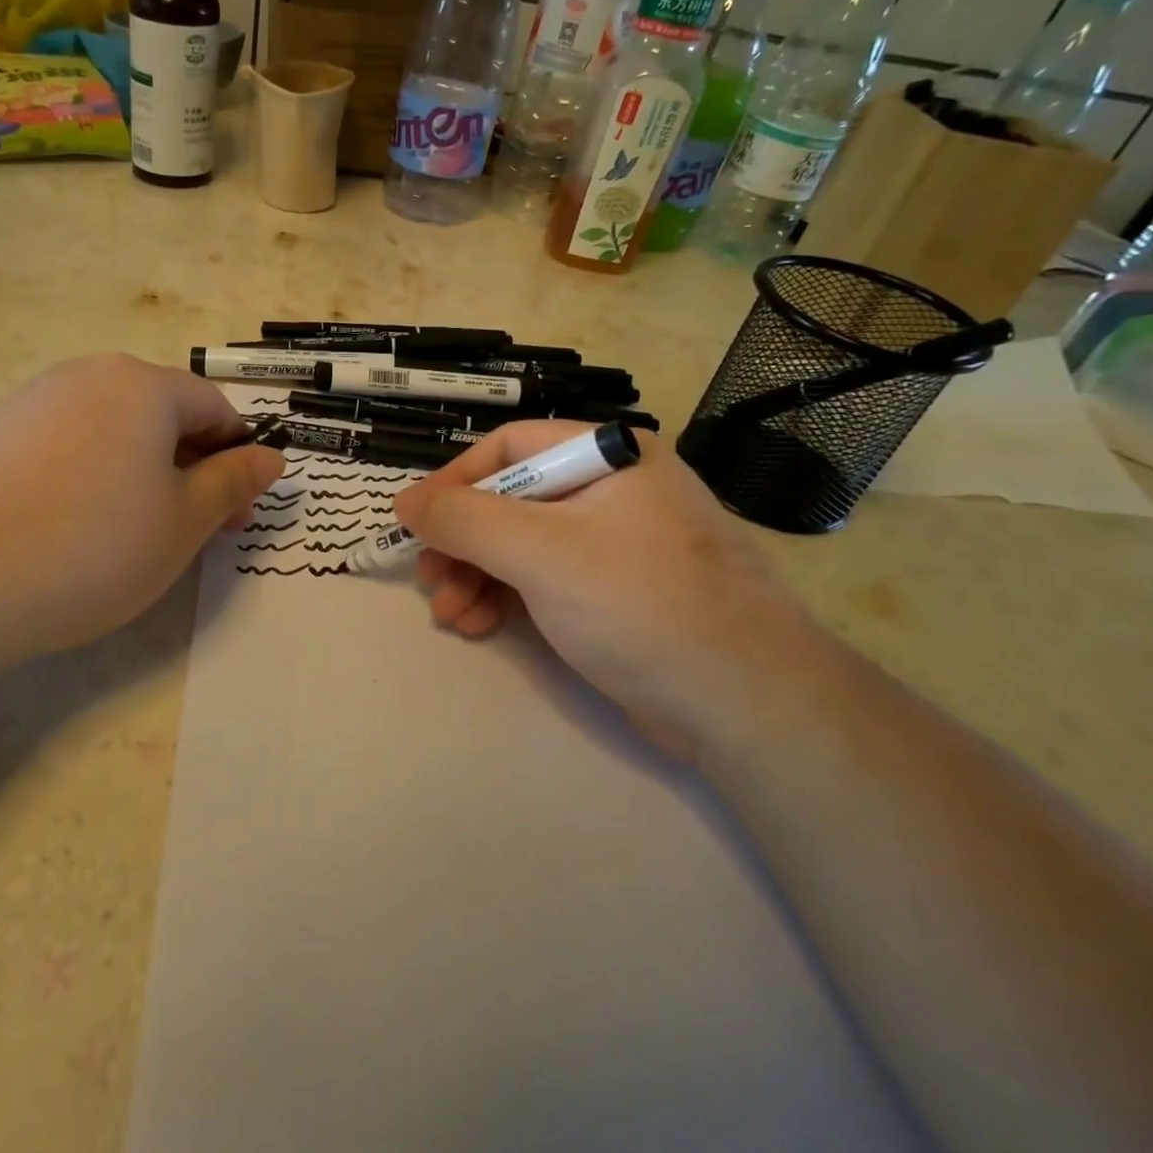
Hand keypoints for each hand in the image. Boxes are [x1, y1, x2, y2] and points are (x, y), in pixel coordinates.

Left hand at [0, 355, 282, 668]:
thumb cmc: (92, 545)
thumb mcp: (184, 522)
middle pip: (163, 416)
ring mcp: (33, 402)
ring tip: (134, 536)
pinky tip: (75, 530)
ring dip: (144, 477)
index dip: (238, 459)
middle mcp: (88, 377)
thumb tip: (272, 456)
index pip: (215, 408)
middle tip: (196, 533)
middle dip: (192, 470)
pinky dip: (91, 480)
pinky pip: (66, 447)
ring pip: (114, 433)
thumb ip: (233, 483)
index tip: (238, 516)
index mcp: (143, 385)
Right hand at [392, 422, 833, 760]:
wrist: (746, 704)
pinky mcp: (618, 595)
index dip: (455, 481)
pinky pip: (547, 581)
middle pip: (512, 501)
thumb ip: (463, 519)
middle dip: (463, 542)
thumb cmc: (638, 603)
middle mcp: (614, 490)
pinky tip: (479, 626)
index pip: (510, 448)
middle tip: (430, 579)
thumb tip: (405, 501)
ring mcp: (618, 544)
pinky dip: (508, 599)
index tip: (416, 523)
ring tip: (449, 614)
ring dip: (478, 576)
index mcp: (608, 455)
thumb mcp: (538, 551)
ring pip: (524, 546)